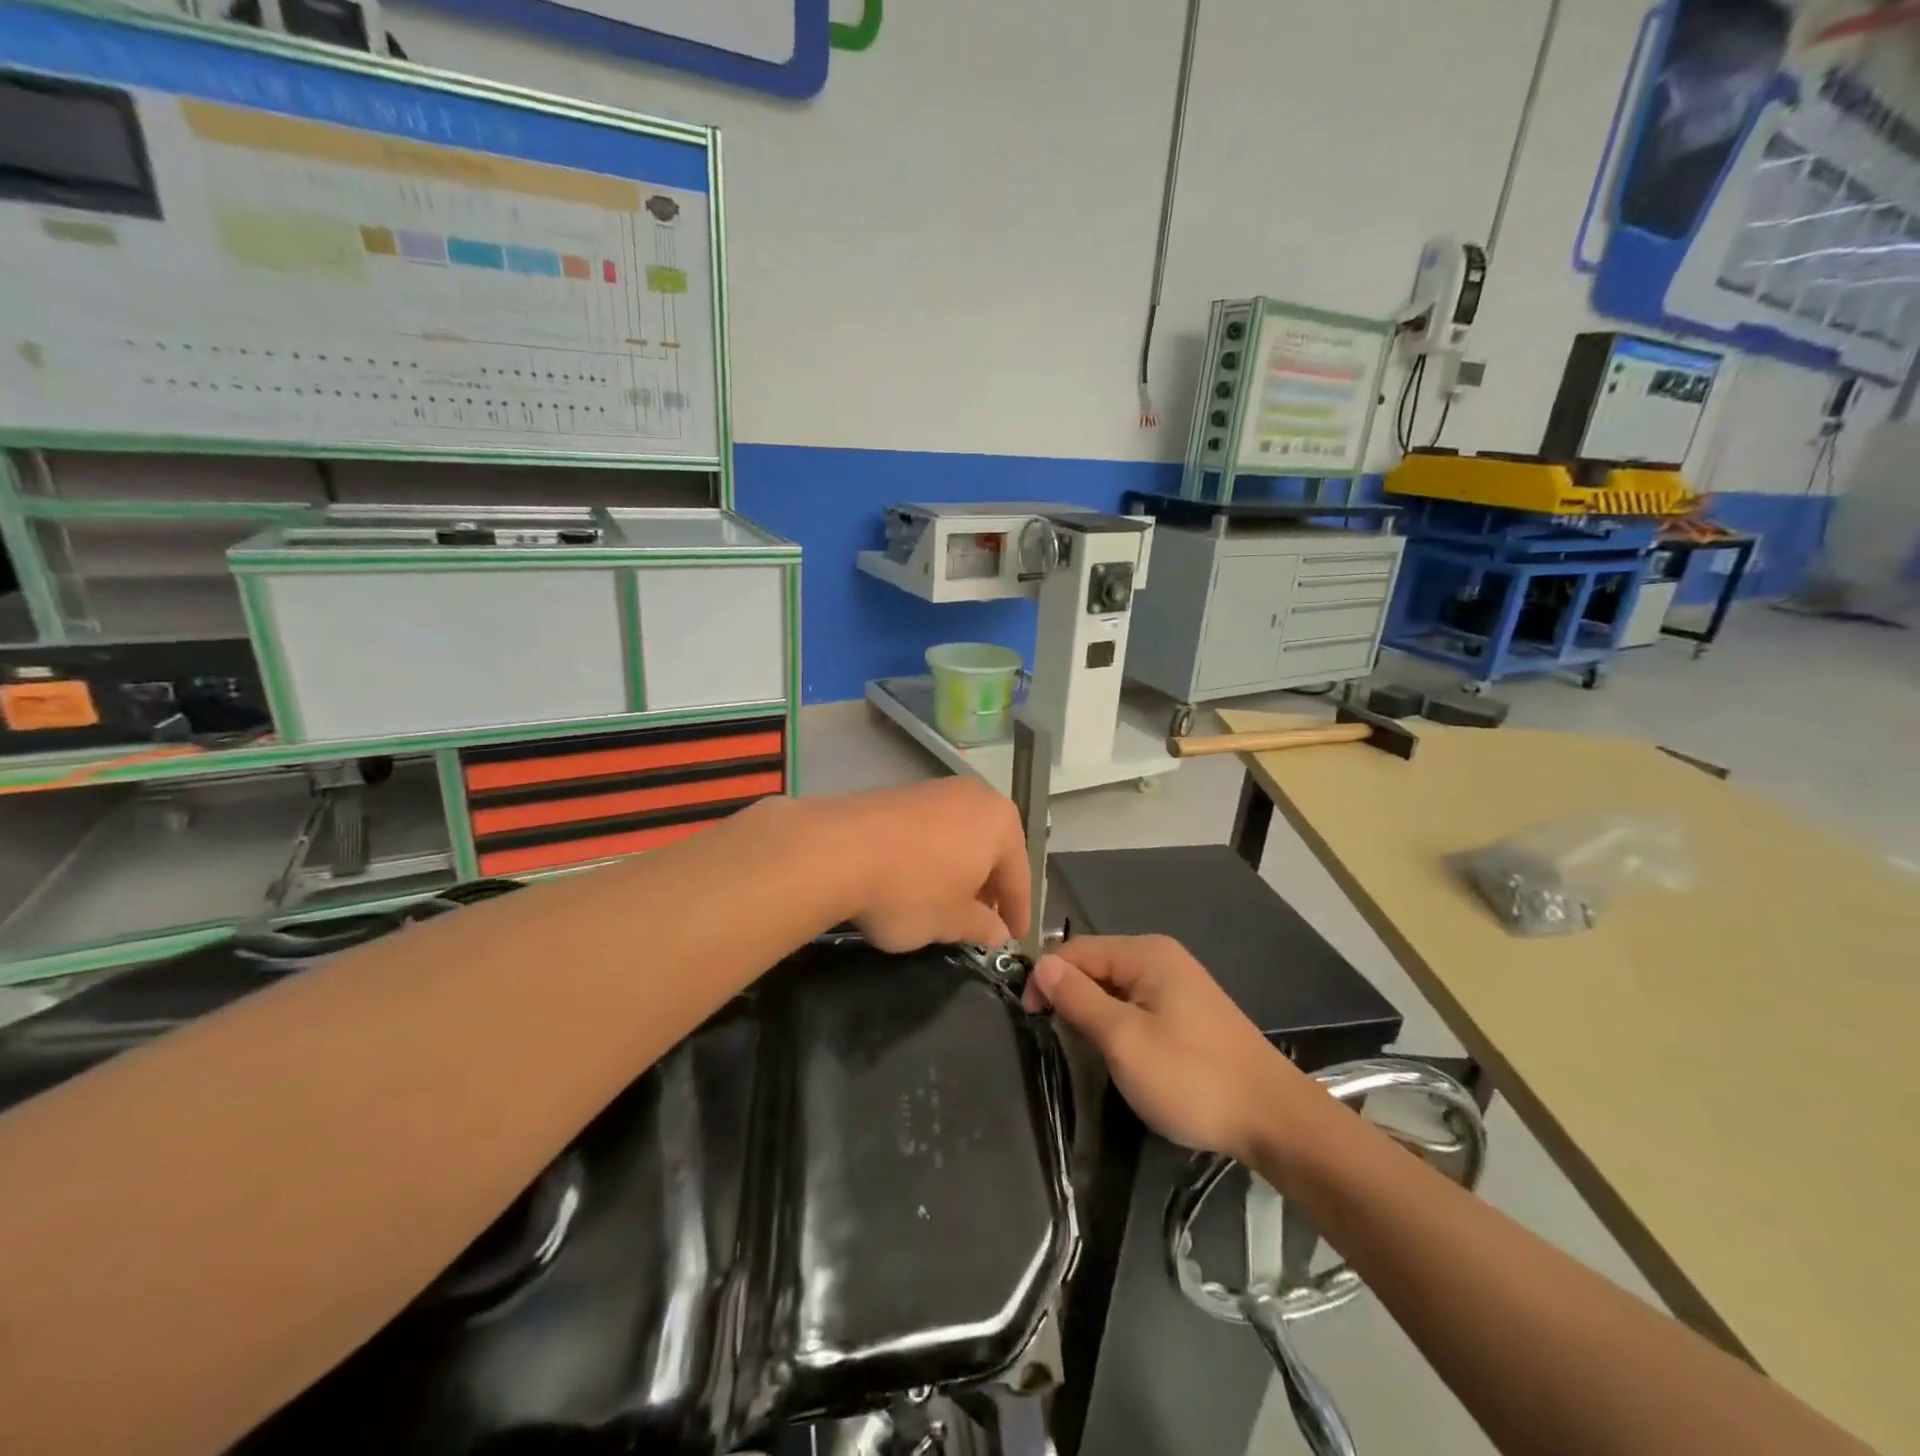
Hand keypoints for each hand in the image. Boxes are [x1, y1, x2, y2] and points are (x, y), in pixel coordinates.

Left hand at [804, 778, 1030, 952]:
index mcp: (1001, 822)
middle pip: (992, 849)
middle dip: (989, 887)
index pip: (1020, 876)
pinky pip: (931, 830)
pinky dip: (933, 856)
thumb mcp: (951, 921)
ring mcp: (935, 790)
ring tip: (948, 903)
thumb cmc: (911, 889)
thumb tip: (998, 933)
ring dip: (960, 869)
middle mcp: (974, 796)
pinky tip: (917, 879)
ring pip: (961, 837)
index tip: (1014, 941)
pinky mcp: (901, 793)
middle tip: (984, 922)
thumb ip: (982, 926)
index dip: (1017, 913)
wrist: (836, 850)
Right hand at [1027, 935, 1307, 1163]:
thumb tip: (1041, 965)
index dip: (1047, 979)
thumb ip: (1079, 999)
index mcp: (1145, 953)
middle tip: (1058, 1041)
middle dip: (1070, 996)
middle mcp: (1160, 957)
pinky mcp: (1187, 1011)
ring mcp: (1177, 984)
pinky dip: (1118, 1022)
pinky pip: (1136, 1004)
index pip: (1075, 950)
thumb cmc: (1192, 1077)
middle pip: (1095, 965)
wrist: (1274, 1120)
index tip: (1030, 1019)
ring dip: (1093, 1012)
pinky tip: (1118, 1051)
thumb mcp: (1125, 1040)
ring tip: (1083, 1049)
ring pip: (1114, 987)